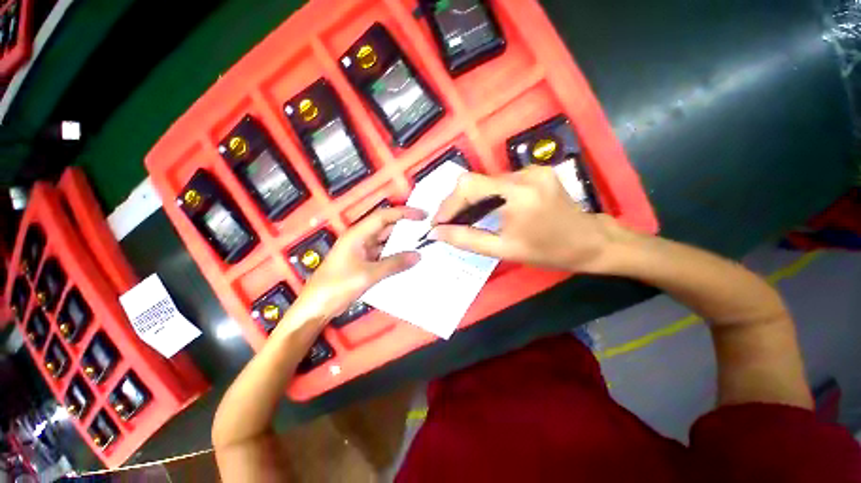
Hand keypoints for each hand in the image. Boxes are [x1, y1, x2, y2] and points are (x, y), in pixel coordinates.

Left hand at [294, 207, 424, 319]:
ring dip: (402, 241)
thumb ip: (394, 264)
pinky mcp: (364, 262)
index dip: (404, 213)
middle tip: (426, 229)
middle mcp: (360, 238)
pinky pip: (383, 253)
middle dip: (406, 226)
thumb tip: (418, 255)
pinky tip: (408, 258)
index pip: (384, 216)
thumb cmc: (337, 286)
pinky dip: (396, 254)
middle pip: (386, 226)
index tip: (423, 215)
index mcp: (358, 234)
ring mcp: (362, 250)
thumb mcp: (368, 275)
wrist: (316, 307)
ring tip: (422, 242)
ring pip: (386, 240)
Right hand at [430, 166, 624, 272]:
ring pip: (487, 180)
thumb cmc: (548, 252)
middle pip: (476, 180)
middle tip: (449, 223)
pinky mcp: (537, 171)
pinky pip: (501, 181)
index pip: (470, 186)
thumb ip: (467, 239)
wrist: (590, 242)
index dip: (449, 203)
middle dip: (457, 202)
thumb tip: (437, 232)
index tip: (438, 222)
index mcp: (519, 194)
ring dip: (472, 199)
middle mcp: (525, 174)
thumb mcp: (504, 250)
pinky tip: (488, 209)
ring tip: (465, 218)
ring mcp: (533, 170)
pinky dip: (488, 195)